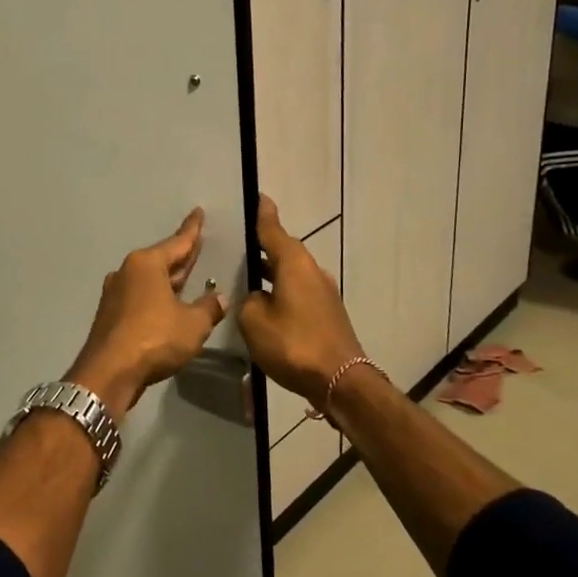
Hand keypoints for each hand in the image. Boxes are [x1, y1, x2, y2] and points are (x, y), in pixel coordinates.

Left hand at [66, 209, 227, 415]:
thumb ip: (209, 308)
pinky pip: (141, 297)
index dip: (192, 230)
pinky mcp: (111, 315)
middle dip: (181, 255)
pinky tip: (168, 305)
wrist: (108, 373)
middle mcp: (128, 272)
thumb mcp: (193, 324)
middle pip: (162, 260)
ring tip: (188, 276)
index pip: (177, 242)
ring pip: (150, 280)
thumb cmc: (154, 339)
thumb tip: (220, 298)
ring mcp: (115, 293)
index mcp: (147, 264)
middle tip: (198, 244)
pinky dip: (157, 297)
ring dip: (169, 280)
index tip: (198, 212)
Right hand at [238, 195, 364, 409]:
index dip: (262, 215)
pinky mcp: (326, 313)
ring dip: (270, 272)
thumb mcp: (254, 320)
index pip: (272, 230)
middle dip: (262, 246)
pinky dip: (280, 291)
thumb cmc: (293, 343)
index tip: (258, 196)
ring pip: (290, 273)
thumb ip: (248, 300)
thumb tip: (257, 296)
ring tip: (245, 275)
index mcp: (294, 263)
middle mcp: (311, 271)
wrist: (341, 380)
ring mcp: (322, 293)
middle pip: (283, 250)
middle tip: (236, 243)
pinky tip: (264, 304)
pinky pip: (297, 292)